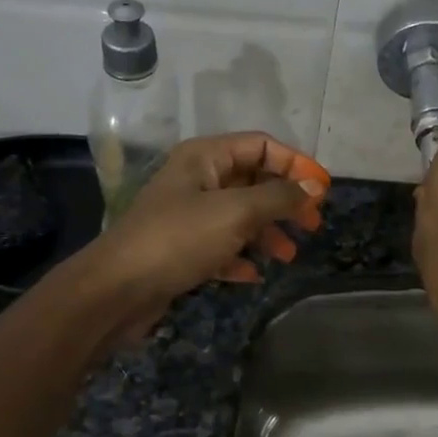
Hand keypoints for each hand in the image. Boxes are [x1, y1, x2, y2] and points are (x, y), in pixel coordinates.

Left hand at [74, 132, 328, 337]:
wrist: (115, 290)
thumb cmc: (178, 239)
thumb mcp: (236, 213)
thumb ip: (278, 197)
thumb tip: (314, 186)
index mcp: (205, 157)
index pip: (261, 146)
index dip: (295, 164)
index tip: (322, 191)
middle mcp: (196, 179)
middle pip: (253, 180)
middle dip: (284, 201)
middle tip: (311, 225)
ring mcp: (187, 215)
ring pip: (240, 215)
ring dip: (267, 233)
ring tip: (287, 256)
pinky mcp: (181, 249)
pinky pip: (221, 245)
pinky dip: (240, 256)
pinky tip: (253, 275)